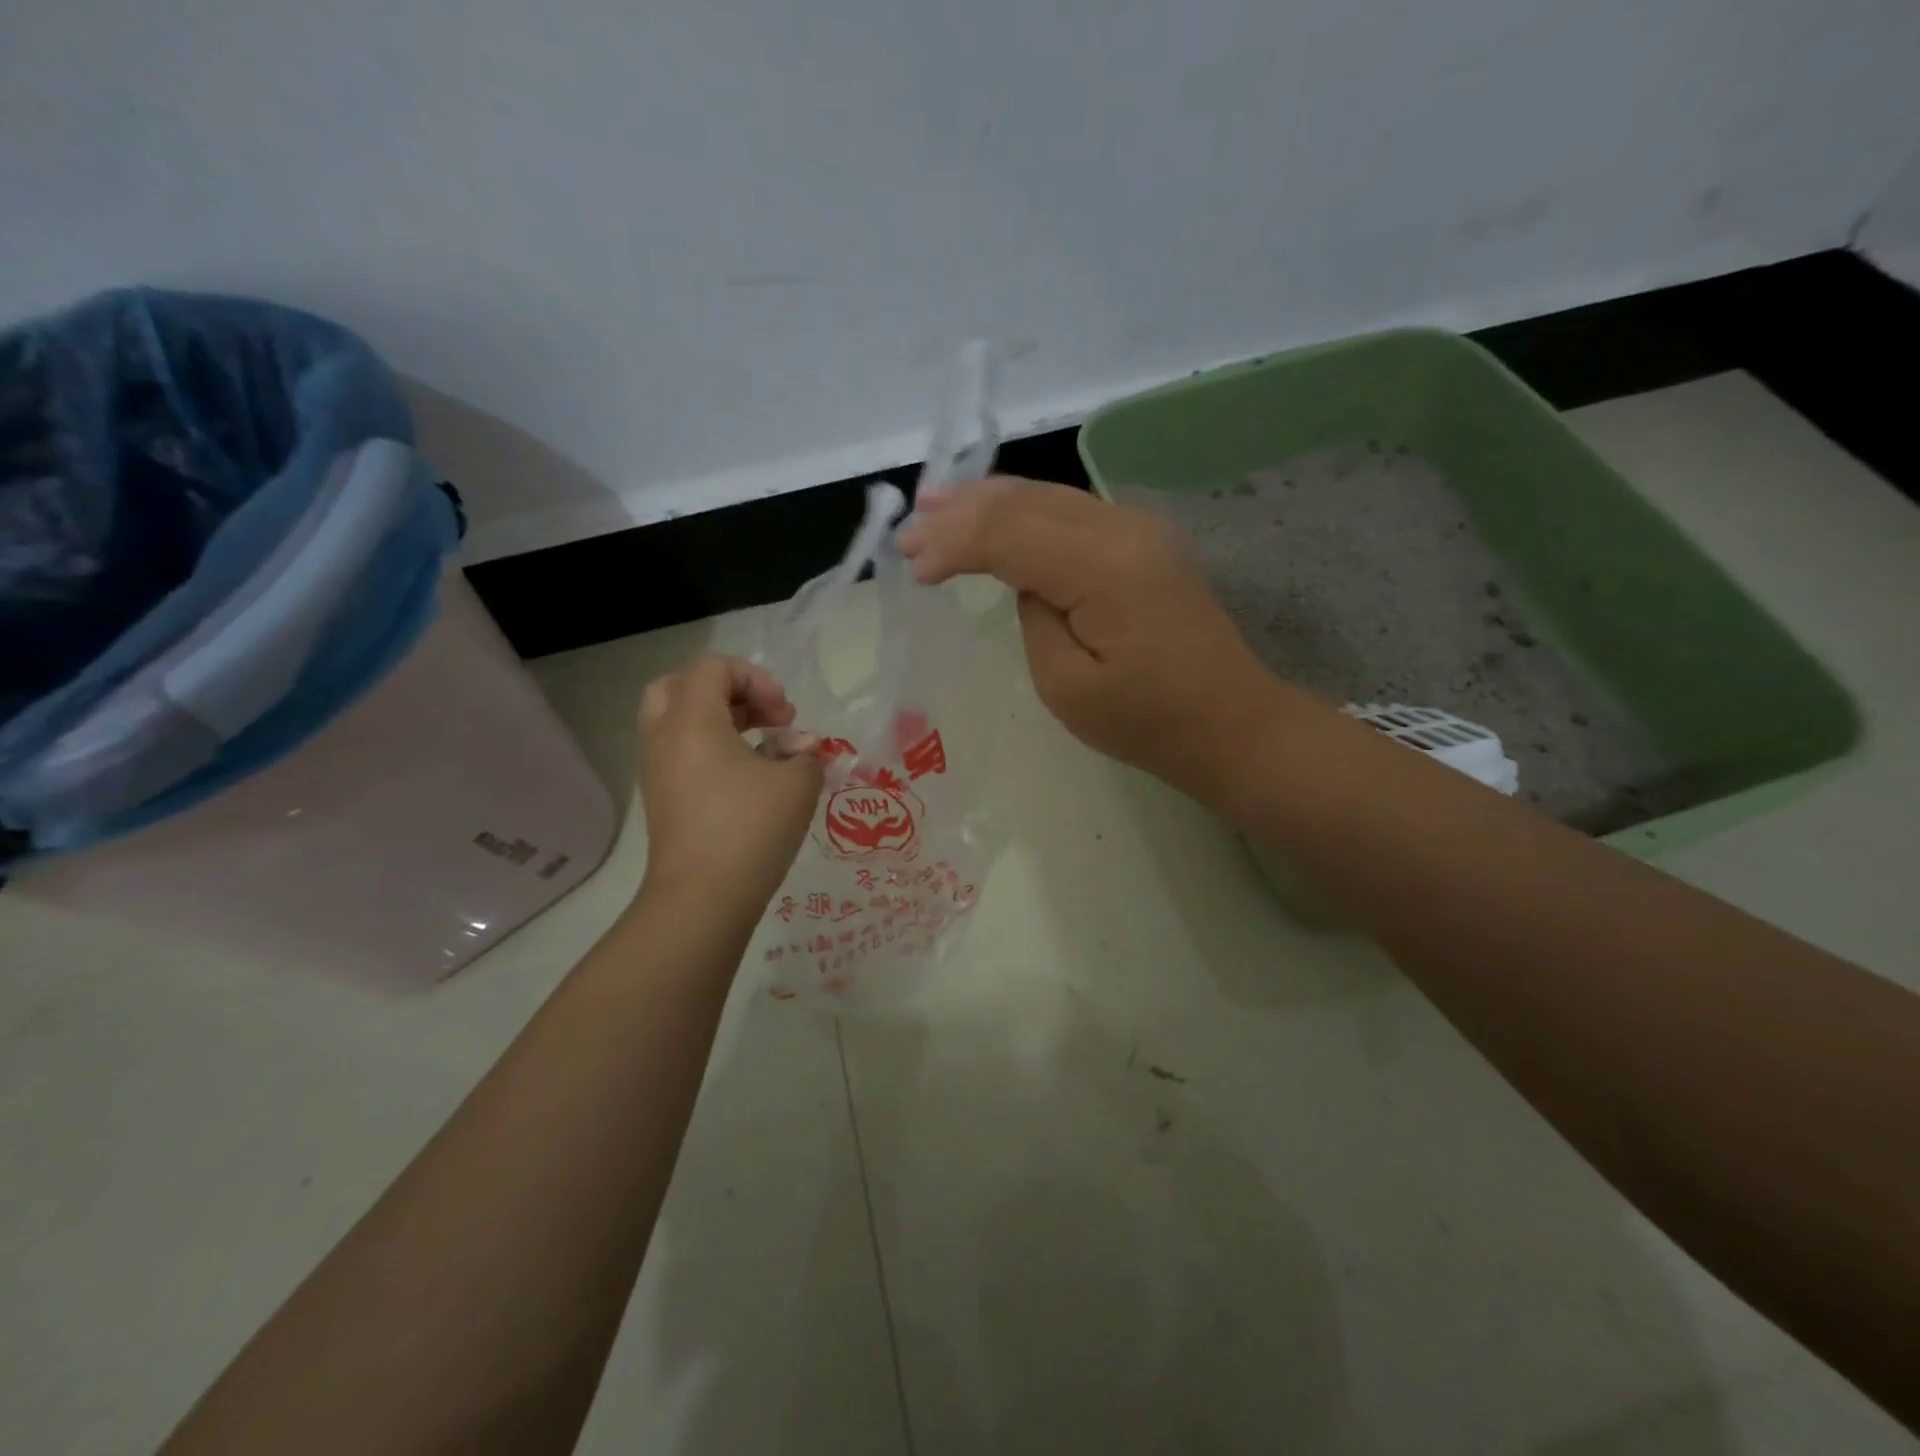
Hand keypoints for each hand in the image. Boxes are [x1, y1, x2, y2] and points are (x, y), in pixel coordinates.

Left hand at [635, 655, 823, 913]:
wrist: (701, 900)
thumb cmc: (750, 829)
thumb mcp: (797, 784)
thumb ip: (807, 754)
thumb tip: (803, 749)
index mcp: (691, 719)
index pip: (714, 667)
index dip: (756, 679)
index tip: (785, 715)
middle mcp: (664, 736)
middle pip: (682, 686)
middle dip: (729, 692)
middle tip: (763, 717)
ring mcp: (657, 770)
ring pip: (678, 721)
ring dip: (721, 722)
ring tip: (764, 747)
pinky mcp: (661, 799)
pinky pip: (680, 753)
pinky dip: (711, 749)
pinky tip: (749, 778)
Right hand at [899, 477, 1313, 805]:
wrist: (1231, 723)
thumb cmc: (1148, 722)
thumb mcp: (1067, 686)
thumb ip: (1033, 616)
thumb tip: (1024, 579)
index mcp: (1103, 566)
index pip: (1007, 533)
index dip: (953, 544)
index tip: (911, 569)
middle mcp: (1122, 527)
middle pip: (1024, 501)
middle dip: (960, 513)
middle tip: (908, 532)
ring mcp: (1138, 528)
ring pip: (1046, 496)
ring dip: (987, 501)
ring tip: (934, 504)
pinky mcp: (1142, 541)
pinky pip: (1069, 512)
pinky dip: (1023, 512)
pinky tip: (994, 513)